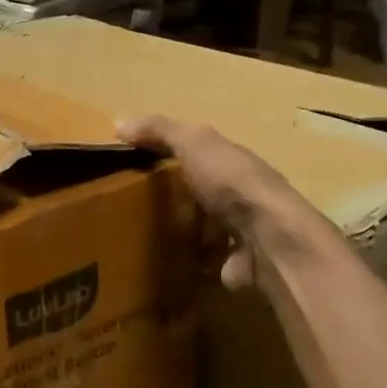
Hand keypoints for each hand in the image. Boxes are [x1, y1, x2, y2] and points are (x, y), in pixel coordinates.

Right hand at [118, 115, 324, 291]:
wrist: (267, 239)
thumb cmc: (231, 184)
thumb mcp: (194, 144)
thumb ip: (160, 131)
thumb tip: (119, 122)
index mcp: (231, 162)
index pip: (197, 153)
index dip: (167, 155)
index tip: (132, 165)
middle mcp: (239, 194)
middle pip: (201, 192)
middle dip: (174, 197)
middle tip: (130, 207)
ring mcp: (239, 231)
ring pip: (204, 228)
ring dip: (181, 233)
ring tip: (141, 238)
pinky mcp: (233, 264)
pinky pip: (205, 262)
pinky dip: (188, 264)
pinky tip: (162, 265)